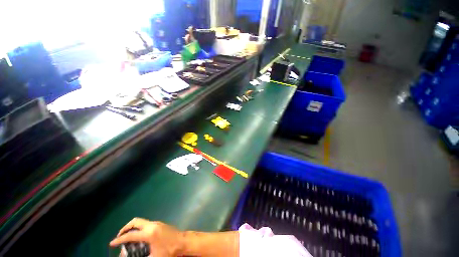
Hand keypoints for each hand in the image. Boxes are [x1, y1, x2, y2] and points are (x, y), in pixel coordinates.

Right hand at [110, 218, 183, 256]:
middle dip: (125, 228)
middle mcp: (152, 225)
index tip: (111, 244)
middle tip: (119, 237)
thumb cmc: (169, 250)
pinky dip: (139, 228)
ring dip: (132, 227)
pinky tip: (138, 237)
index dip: (119, 240)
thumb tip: (131, 256)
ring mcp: (156, 223)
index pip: (131, 235)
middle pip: (135, 222)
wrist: (183, 242)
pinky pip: (145, 224)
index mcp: (149, 233)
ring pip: (141, 221)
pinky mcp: (159, 224)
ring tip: (127, 237)